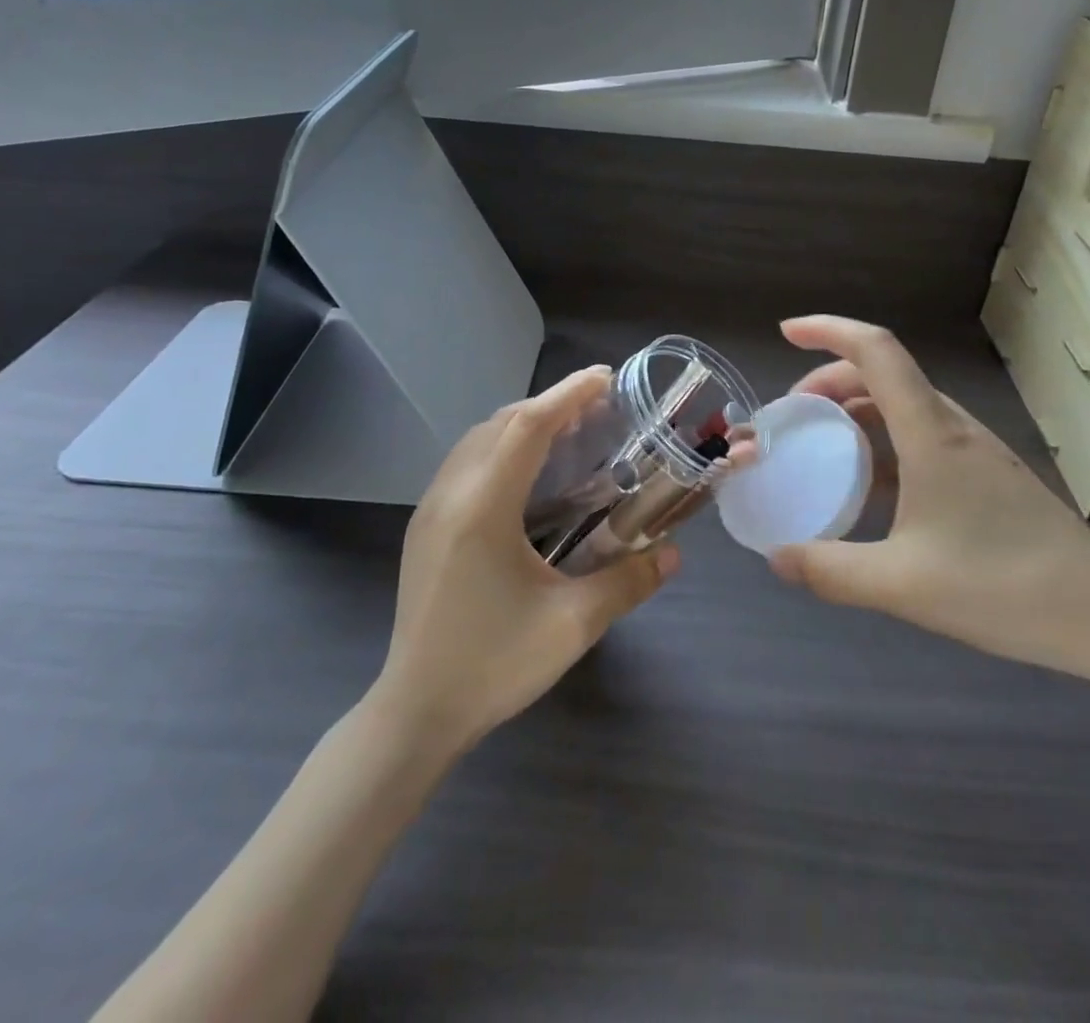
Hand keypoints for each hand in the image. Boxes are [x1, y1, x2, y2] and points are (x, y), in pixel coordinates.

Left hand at [374, 367, 677, 752]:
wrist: (415, 712)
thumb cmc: (493, 665)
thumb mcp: (572, 626)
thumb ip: (628, 582)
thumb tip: (673, 553)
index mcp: (482, 509)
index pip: (528, 427)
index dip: (568, 395)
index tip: (606, 378)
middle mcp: (450, 495)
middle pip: (500, 423)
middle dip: (550, 404)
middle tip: (598, 408)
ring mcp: (431, 509)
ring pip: (478, 439)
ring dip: (522, 422)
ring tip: (568, 431)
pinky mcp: (425, 527)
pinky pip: (466, 462)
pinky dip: (501, 446)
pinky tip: (528, 473)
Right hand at [766, 316, 1089, 690]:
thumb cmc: (1005, 590)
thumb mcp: (902, 587)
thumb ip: (830, 571)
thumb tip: (775, 558)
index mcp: (931, 434)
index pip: (876, 352)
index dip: (828, 331)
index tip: (786, 334)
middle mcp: (953, 428)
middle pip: (883, 374)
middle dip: (829, 381)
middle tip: (793, 417)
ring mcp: (975, 451)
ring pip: (903, 406)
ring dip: (856, 412)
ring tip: (823, 448)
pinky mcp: (987, 477)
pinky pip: (921, 437)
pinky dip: (883, 443)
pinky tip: (871, 490)